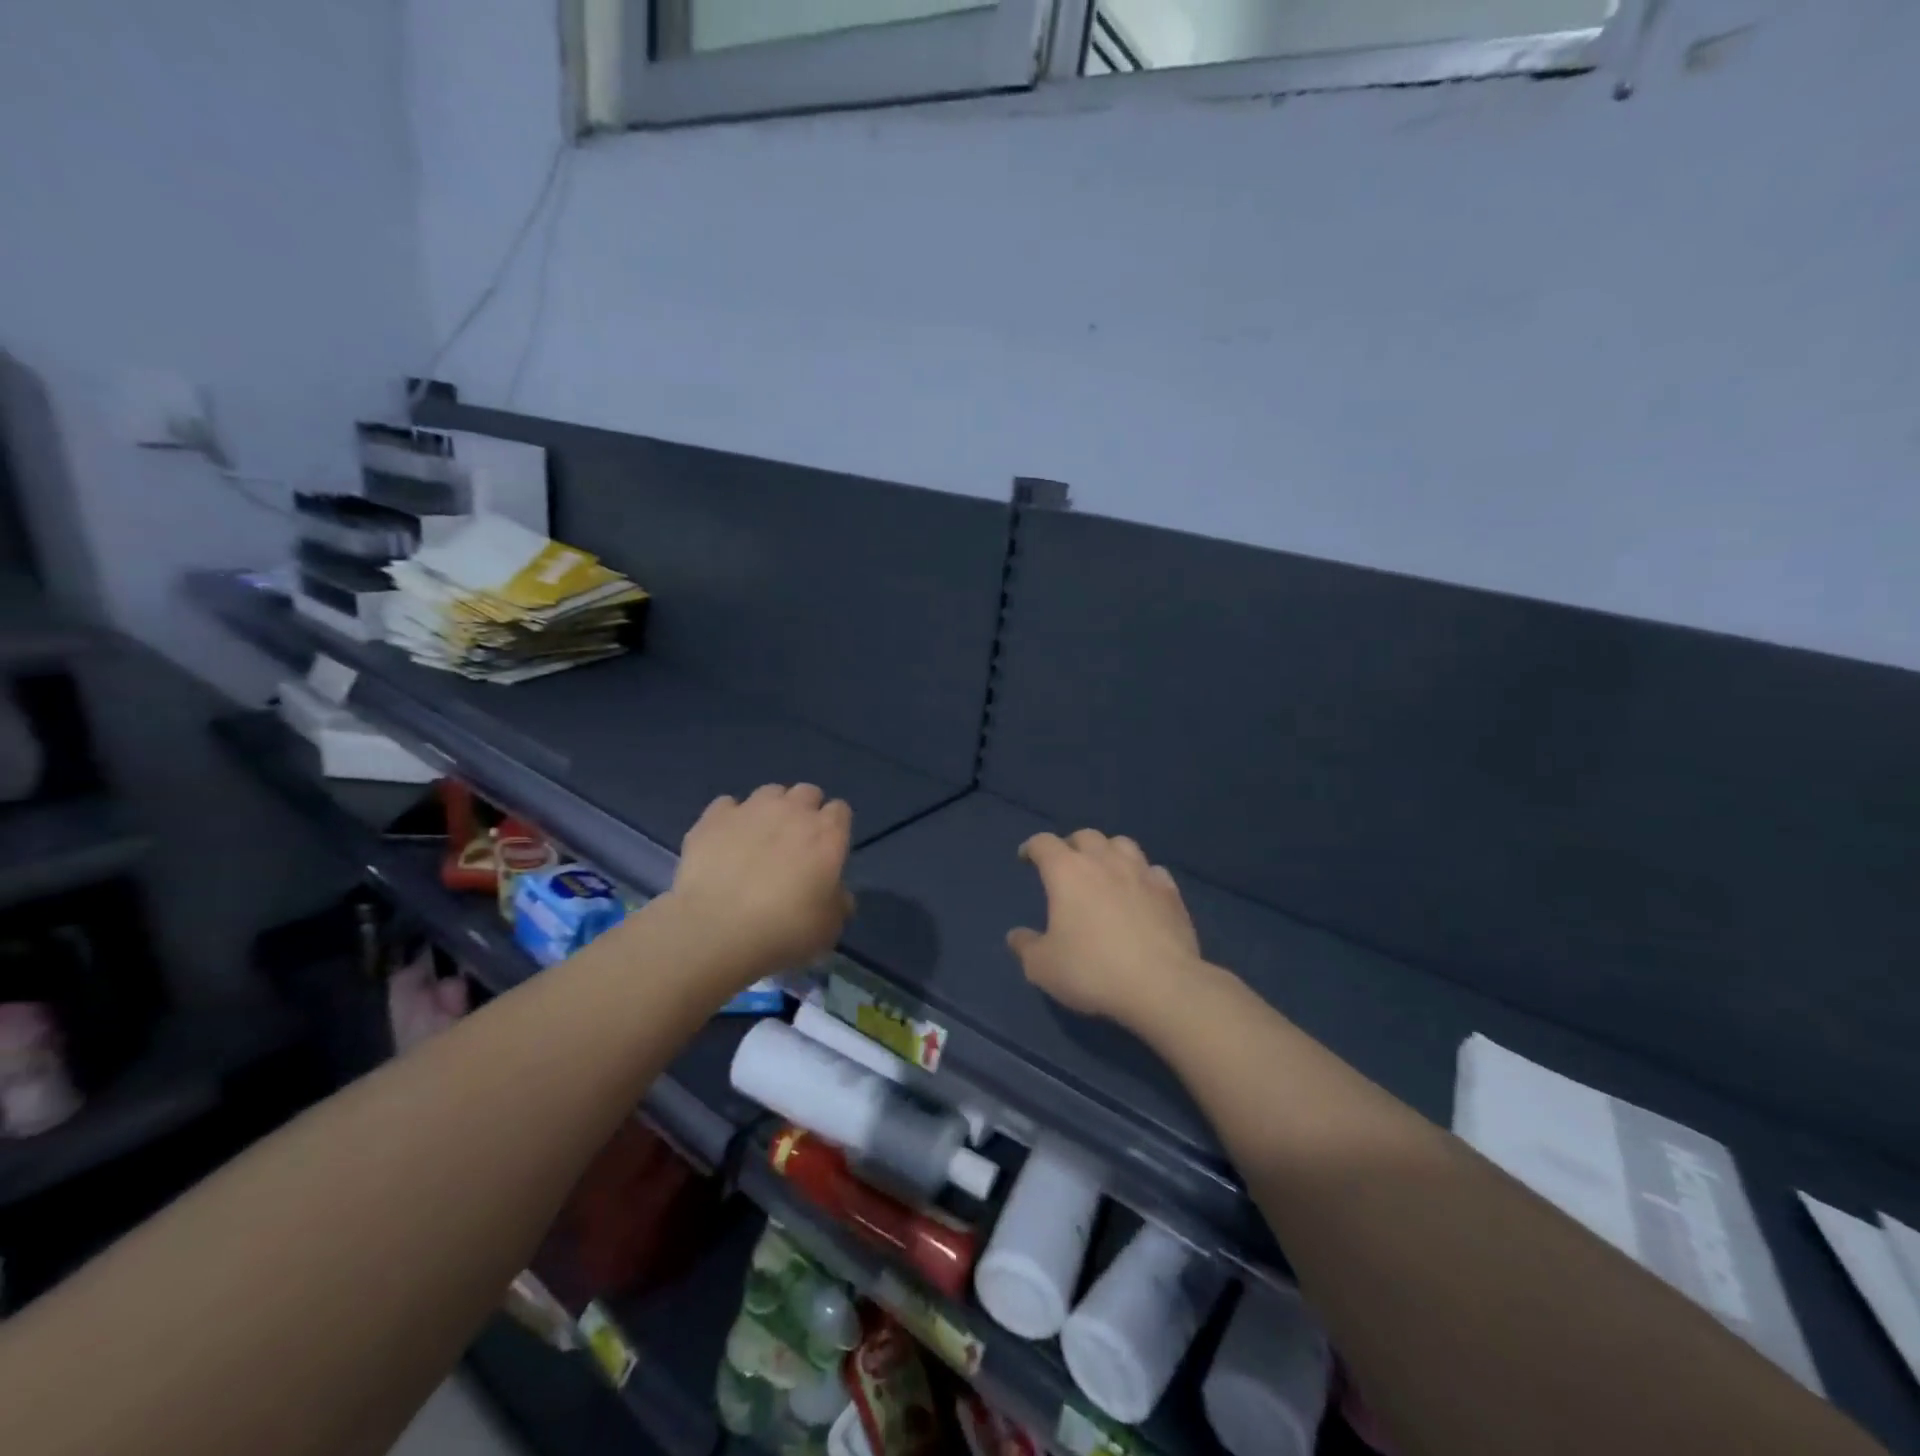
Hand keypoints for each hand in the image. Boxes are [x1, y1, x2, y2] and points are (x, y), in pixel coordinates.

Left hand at [667, 784, 853, 981]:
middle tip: (794, 843)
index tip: (827, 850)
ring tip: (758, 838)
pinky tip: (725, 842)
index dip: (835, 828)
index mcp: (828, 834)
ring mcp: (751, 809)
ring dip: (770, 809)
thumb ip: (839, 903)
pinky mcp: (713, 818)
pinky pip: (727, 806)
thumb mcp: (829, 928)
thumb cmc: (785, 930)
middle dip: (804, 811)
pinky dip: (730, 819)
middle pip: (806, 793)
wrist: (717, 930)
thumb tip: (839, 894)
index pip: (840, 811)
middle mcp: (793, 811)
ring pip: (769, 792)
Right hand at [1007, 829, 1202, 1029]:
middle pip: (1085, 836)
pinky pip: (1153, 870)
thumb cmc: (1093, 971)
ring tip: (1104, 870)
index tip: (1026, 858)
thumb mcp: (1043, 967)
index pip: (1044, 843)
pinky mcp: (1170, 892)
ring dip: (1108, 851)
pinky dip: (1141, 875)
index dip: (1032, 847)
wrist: (1162, 986)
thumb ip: (1026, 947)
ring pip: (1122, 844)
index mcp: (1067, 871)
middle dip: (1071, 845)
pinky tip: (1140, 891)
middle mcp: (1104, 861)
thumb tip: (1016, 936)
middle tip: (1066, 865)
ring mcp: (1141, 873)